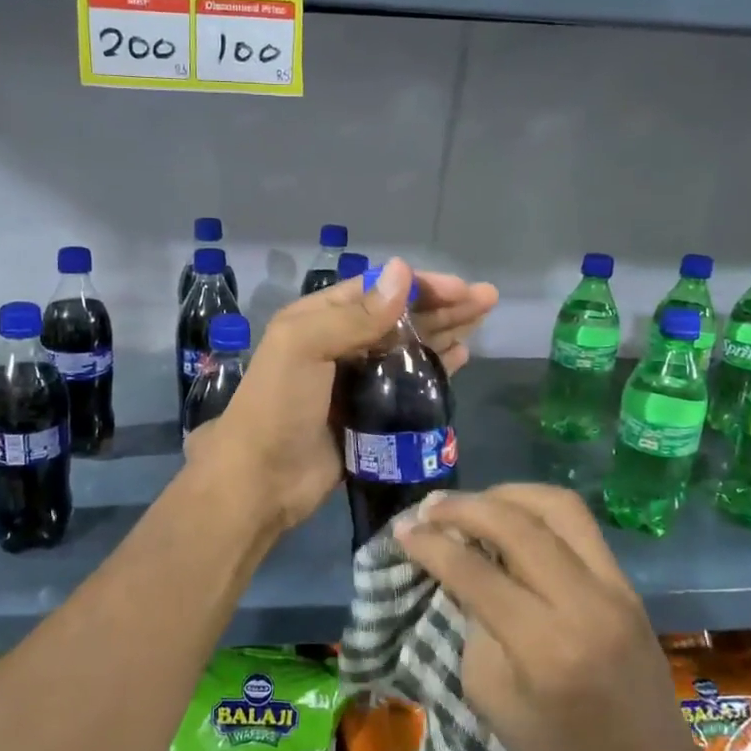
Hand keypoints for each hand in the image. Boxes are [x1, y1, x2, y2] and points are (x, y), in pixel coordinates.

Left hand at [185, 258, 497, 534]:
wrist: (262, 479)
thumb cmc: (278, 405)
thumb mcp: (304, 346)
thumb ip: (355, 314)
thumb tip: (402, 270)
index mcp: (320, 319)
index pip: (378, 290)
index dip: (420, 285)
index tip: (460, 288)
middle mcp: (341, 344)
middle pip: (400, 317)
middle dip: (442, 305)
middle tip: (488, 299)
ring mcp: (358, 381)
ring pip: (409, 347)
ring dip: (444, 331)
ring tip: (482, 321)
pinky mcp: (372, 415)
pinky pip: (410, 384)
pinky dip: (435, 368)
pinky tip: (461, 357)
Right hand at [394, 485, 717, 750]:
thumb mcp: (493, 699)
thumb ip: (474, 624)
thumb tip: (459, 569)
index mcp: (546, 648)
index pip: (476, 573)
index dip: (432, 545)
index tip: (401, 530)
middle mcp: (585, 604)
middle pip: (519, 525)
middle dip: (465, 507)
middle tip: (429, 508)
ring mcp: (616, 589)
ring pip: (558, 506)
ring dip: (506, 494)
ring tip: (471, 504)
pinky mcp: (628, 584)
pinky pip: (578, 524)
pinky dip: (535, 511)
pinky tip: (508, 519)